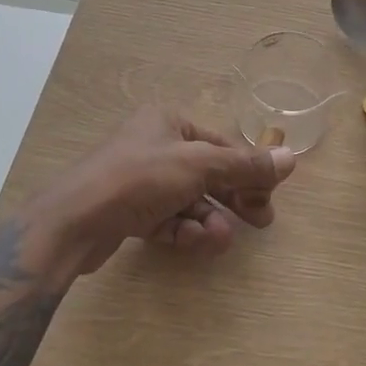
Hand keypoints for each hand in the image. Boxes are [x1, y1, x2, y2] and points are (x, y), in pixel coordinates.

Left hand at [24, 108, 298, 279]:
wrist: (74, 221)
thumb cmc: (139, 178)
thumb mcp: (198, 166)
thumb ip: (245, 165)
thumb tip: (291, 158)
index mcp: (168, 122)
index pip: (221, 146)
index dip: (248, 171)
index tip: (268, 199)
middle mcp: (154, 146)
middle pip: (208, 174)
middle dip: (232, 199)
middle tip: (260, 223)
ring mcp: (140, 181)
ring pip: (189, 201)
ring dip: (208, 220)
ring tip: (217, 240)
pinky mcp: (129, 213)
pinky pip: (169, 220)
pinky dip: (184, 231)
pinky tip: (193, 242)